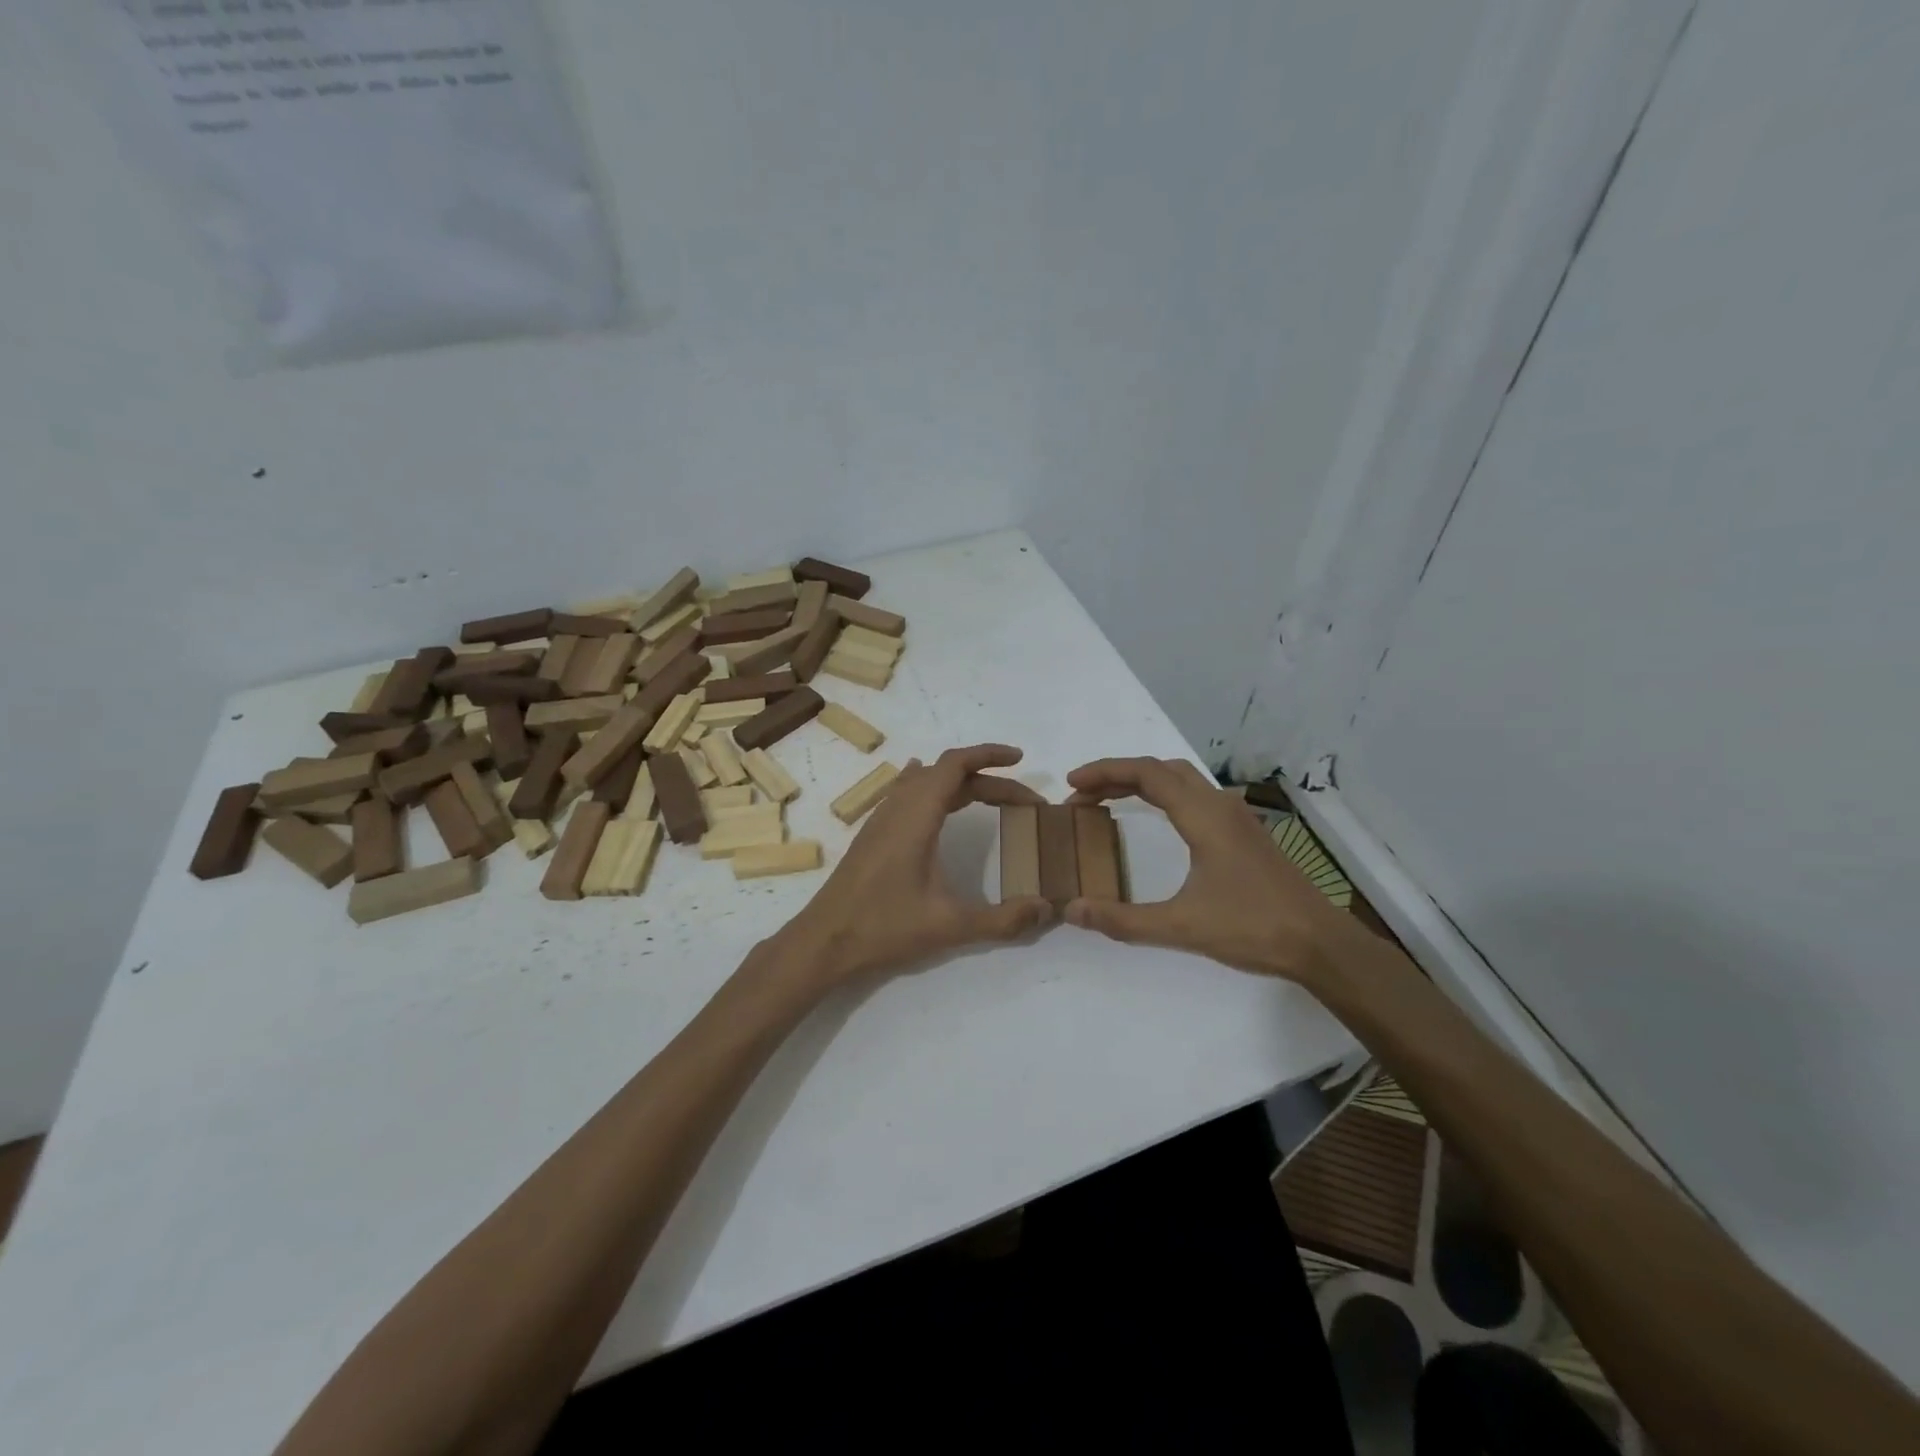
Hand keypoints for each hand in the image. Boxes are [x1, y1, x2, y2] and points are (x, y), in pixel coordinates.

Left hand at [773, 744, 1053, 987]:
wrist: (824, 940)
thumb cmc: (883, 927)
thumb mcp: (949, 926)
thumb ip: (1001, 919)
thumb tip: (1046, 908)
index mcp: (917, 816)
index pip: (956, 765)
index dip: (990, 755)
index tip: (1021, 759)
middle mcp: (898, 807)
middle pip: (947, 773)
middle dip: (989, 779)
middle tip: (1024, 802)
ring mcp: (882, 818)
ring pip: (926, 781)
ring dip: (961, 783)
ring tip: (992, 796)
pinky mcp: (874, 834)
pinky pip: (908, 793)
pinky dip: (933, 787)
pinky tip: (933, 798)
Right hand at [1064, 757, 1353, 986]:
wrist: (1321, 943)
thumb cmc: (1253, 928)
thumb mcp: (1182, 927)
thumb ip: (1123, 920)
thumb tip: (1072, 909)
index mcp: (1203, 816)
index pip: (1146, 774)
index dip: (1104, 772)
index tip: (1071, 784)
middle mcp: (1219, 805)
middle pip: (1162, 769)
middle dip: (1118, 774)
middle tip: (1083, 793)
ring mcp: (1237, 817)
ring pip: (1182, 780)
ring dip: (1142, 782)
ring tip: (1109, 801)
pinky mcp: (1245, 834)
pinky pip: (1195, 796)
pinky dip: (1164, 795)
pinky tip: (1157, 819)